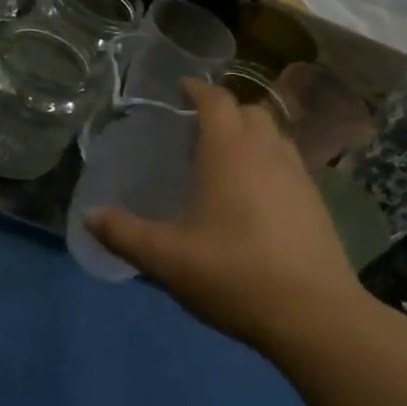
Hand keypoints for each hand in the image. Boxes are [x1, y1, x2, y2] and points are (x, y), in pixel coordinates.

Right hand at [86, 80, 380, 353]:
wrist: (315, 316)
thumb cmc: (234, 275)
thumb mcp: (166, 259)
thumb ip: (124, 233)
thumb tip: (90, 216)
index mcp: (230, 153)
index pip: (216, 101)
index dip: (197, 89)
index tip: (180, 89)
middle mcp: (268, 153)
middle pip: (249, 112)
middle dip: (224, 111)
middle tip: (196, 130)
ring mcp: (299, 177)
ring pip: (274, 137)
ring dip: (250, 136)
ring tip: (224, 160)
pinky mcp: (316, 204)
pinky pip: (289, 164)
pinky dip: (268, 163)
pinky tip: (253, 197)